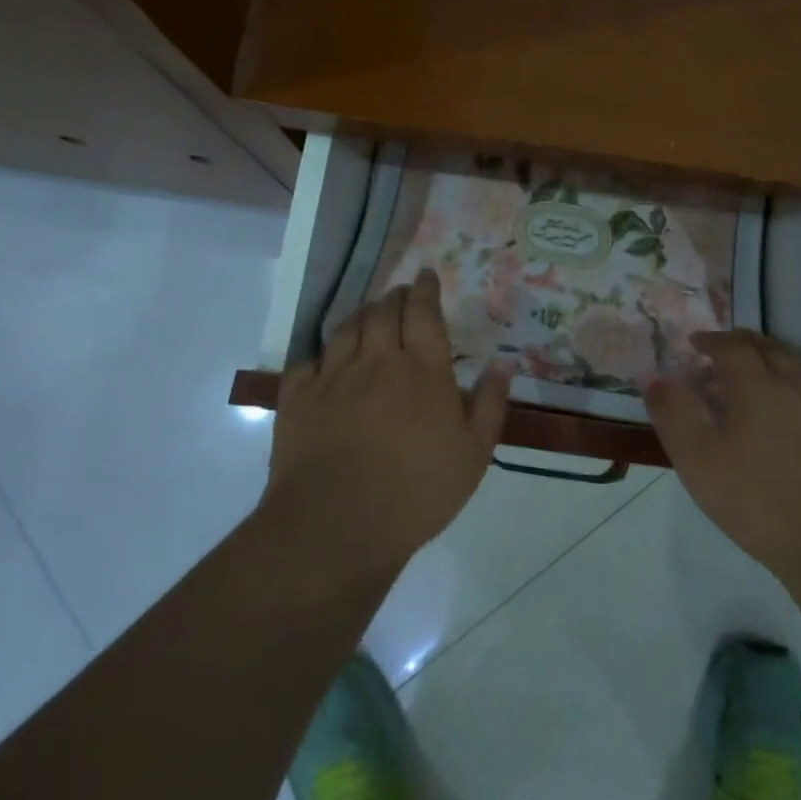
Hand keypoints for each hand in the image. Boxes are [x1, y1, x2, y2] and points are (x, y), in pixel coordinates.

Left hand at [261, 269, 510, 582]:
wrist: (338, 524)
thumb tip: (502, 364)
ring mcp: (333, 377)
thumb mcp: (474, 454)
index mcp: (422, 369)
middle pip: (383, 312)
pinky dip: (321, 355)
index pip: (423, 312)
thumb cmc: (418, 490)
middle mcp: (376, 361)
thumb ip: (489, 404)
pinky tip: (326, 361)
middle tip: (401, 293)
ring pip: (346, 330)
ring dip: (361, 315)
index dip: (425, 289)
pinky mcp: (298, 400)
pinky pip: (308, 363)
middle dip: (394, 296)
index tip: (426, 275)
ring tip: (368, 313)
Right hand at [646, 331, 800, 589]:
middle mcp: (795, 388)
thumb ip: (674, 414)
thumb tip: (654, 377)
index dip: (710, 341)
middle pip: (770, 350)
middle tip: (721, 349)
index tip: (693, 343)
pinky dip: (788, 388)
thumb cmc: (760, 500)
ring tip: (751, 376)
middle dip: (742, 343)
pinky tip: (782, 415)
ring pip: (795, 370)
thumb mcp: (699, 460)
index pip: (732, 348)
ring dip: (769, 361)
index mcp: (759, 386)